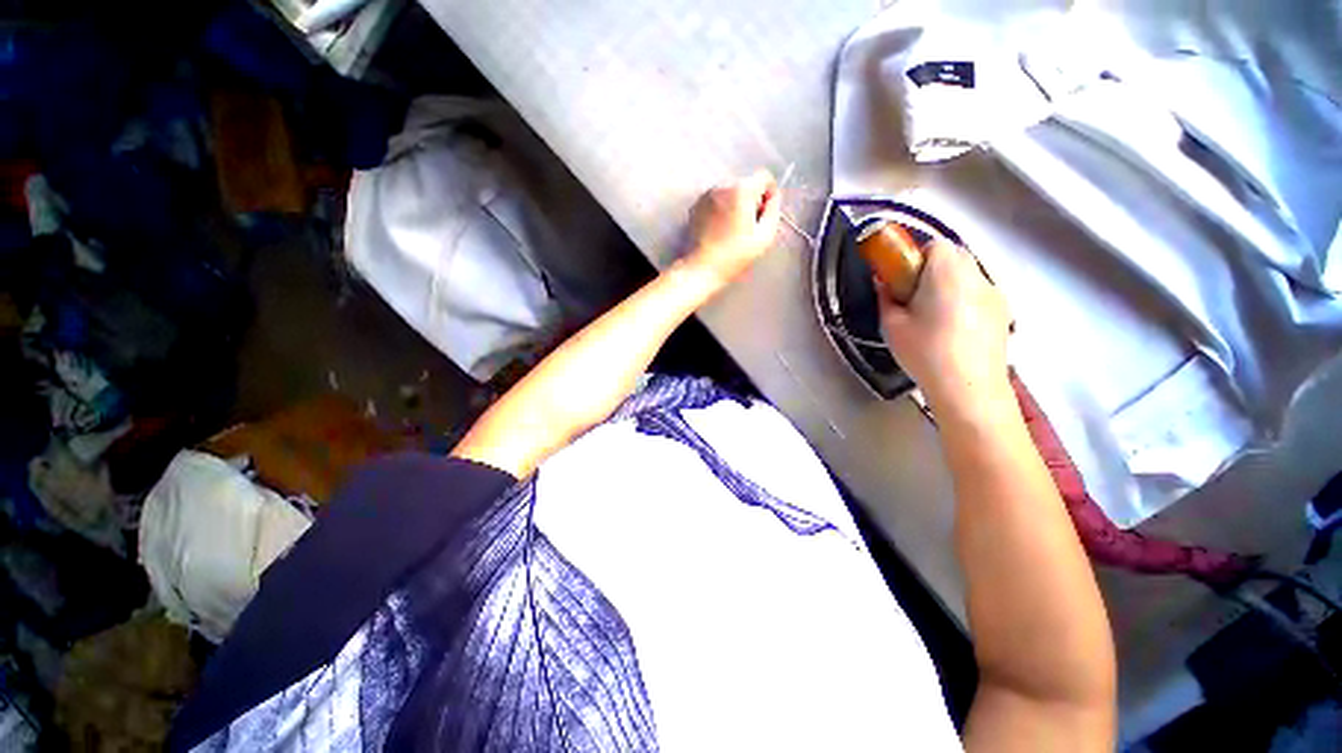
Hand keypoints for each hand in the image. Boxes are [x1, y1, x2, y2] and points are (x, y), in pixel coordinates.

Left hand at [683, 170, 781, 282]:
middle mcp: (722, 185)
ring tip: (732, 230)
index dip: (768, 194)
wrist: (701, 268)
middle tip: (747, 226)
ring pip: (730, 192)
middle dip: (751, 200)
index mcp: (741, 190)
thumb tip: (772, 197)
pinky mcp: (696, 205)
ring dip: (735, 205)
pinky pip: (716, 200)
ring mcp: (706, 194)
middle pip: (746, 184)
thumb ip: (773, 211)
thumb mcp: (764, 237)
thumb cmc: (735, 256)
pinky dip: (721, 210)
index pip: (764, 177)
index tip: (763, 215)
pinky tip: (719, 230)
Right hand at [878, 240, 1011, 414]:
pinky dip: (965, 300)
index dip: (914, 257)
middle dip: (931, 269)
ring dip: (949, 284)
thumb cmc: (925, 352)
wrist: (969, 388)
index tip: (901, 280)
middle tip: (913, 298)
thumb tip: (883, 283)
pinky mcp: (1005, 312)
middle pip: (954, 256)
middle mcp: (977, 275)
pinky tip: (954, 329)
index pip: (934, 245)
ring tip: (934, 316)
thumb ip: (885, 297)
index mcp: (947, 272)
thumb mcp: (892, 325)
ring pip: (969, 275)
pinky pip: (980, 293)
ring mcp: (995, 293)